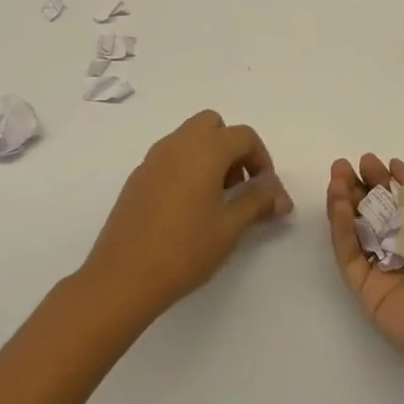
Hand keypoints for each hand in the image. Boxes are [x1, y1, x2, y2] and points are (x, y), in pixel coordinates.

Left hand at [79, 110, 292, 325]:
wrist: (122, 277)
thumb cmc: (184, 250)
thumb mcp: (230, 227)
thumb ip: (258, 202)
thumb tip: (281, 195)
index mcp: (204, 149)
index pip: (244, 136)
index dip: (262, 159)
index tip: (265, 192)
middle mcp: (178, 144)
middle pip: (213, 125)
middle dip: (232, 148)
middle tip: (238, 186)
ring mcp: (153, 158)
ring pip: (189, 138)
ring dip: (209, 155)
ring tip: (214, 201)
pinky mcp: (137, 177)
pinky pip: (170, 157)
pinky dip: (186, 167)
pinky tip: (186, 209)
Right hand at [326, 155, 403, 386]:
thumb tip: (395, 166)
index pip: (399, 199)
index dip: (383, 178)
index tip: (367, 161)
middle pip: (374, 211)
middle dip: (358, 186)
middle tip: (342, 165)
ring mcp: (384, 269)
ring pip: (356, 229)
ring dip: (344, 201)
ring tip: (336, 176)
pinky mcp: (366, 289)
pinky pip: (349, 253)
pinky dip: (341, 227)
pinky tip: (339, 202)